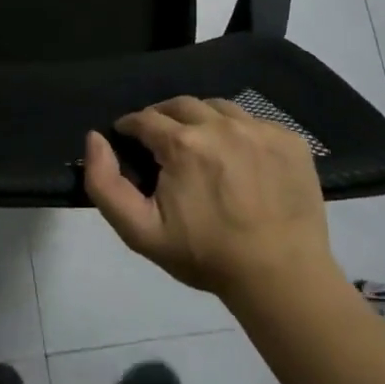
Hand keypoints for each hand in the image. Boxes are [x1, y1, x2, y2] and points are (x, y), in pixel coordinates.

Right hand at [83, 96, 338, 302]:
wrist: (281, 278)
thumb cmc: (206, 256)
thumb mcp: (140, 231)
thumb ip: (105, 184)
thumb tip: (94, 138)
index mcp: (182, 143)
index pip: (144, 118)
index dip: (130, 128)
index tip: (128, 140)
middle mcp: (221, 125)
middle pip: (181, 105)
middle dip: (163, 117)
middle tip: (161, 142)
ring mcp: (260, 130)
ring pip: (218, 107)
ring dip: (201, 119)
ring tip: (200, 145)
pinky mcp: (290, 140)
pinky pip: (254, 121)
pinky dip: (238, 131)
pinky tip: (238, 157)